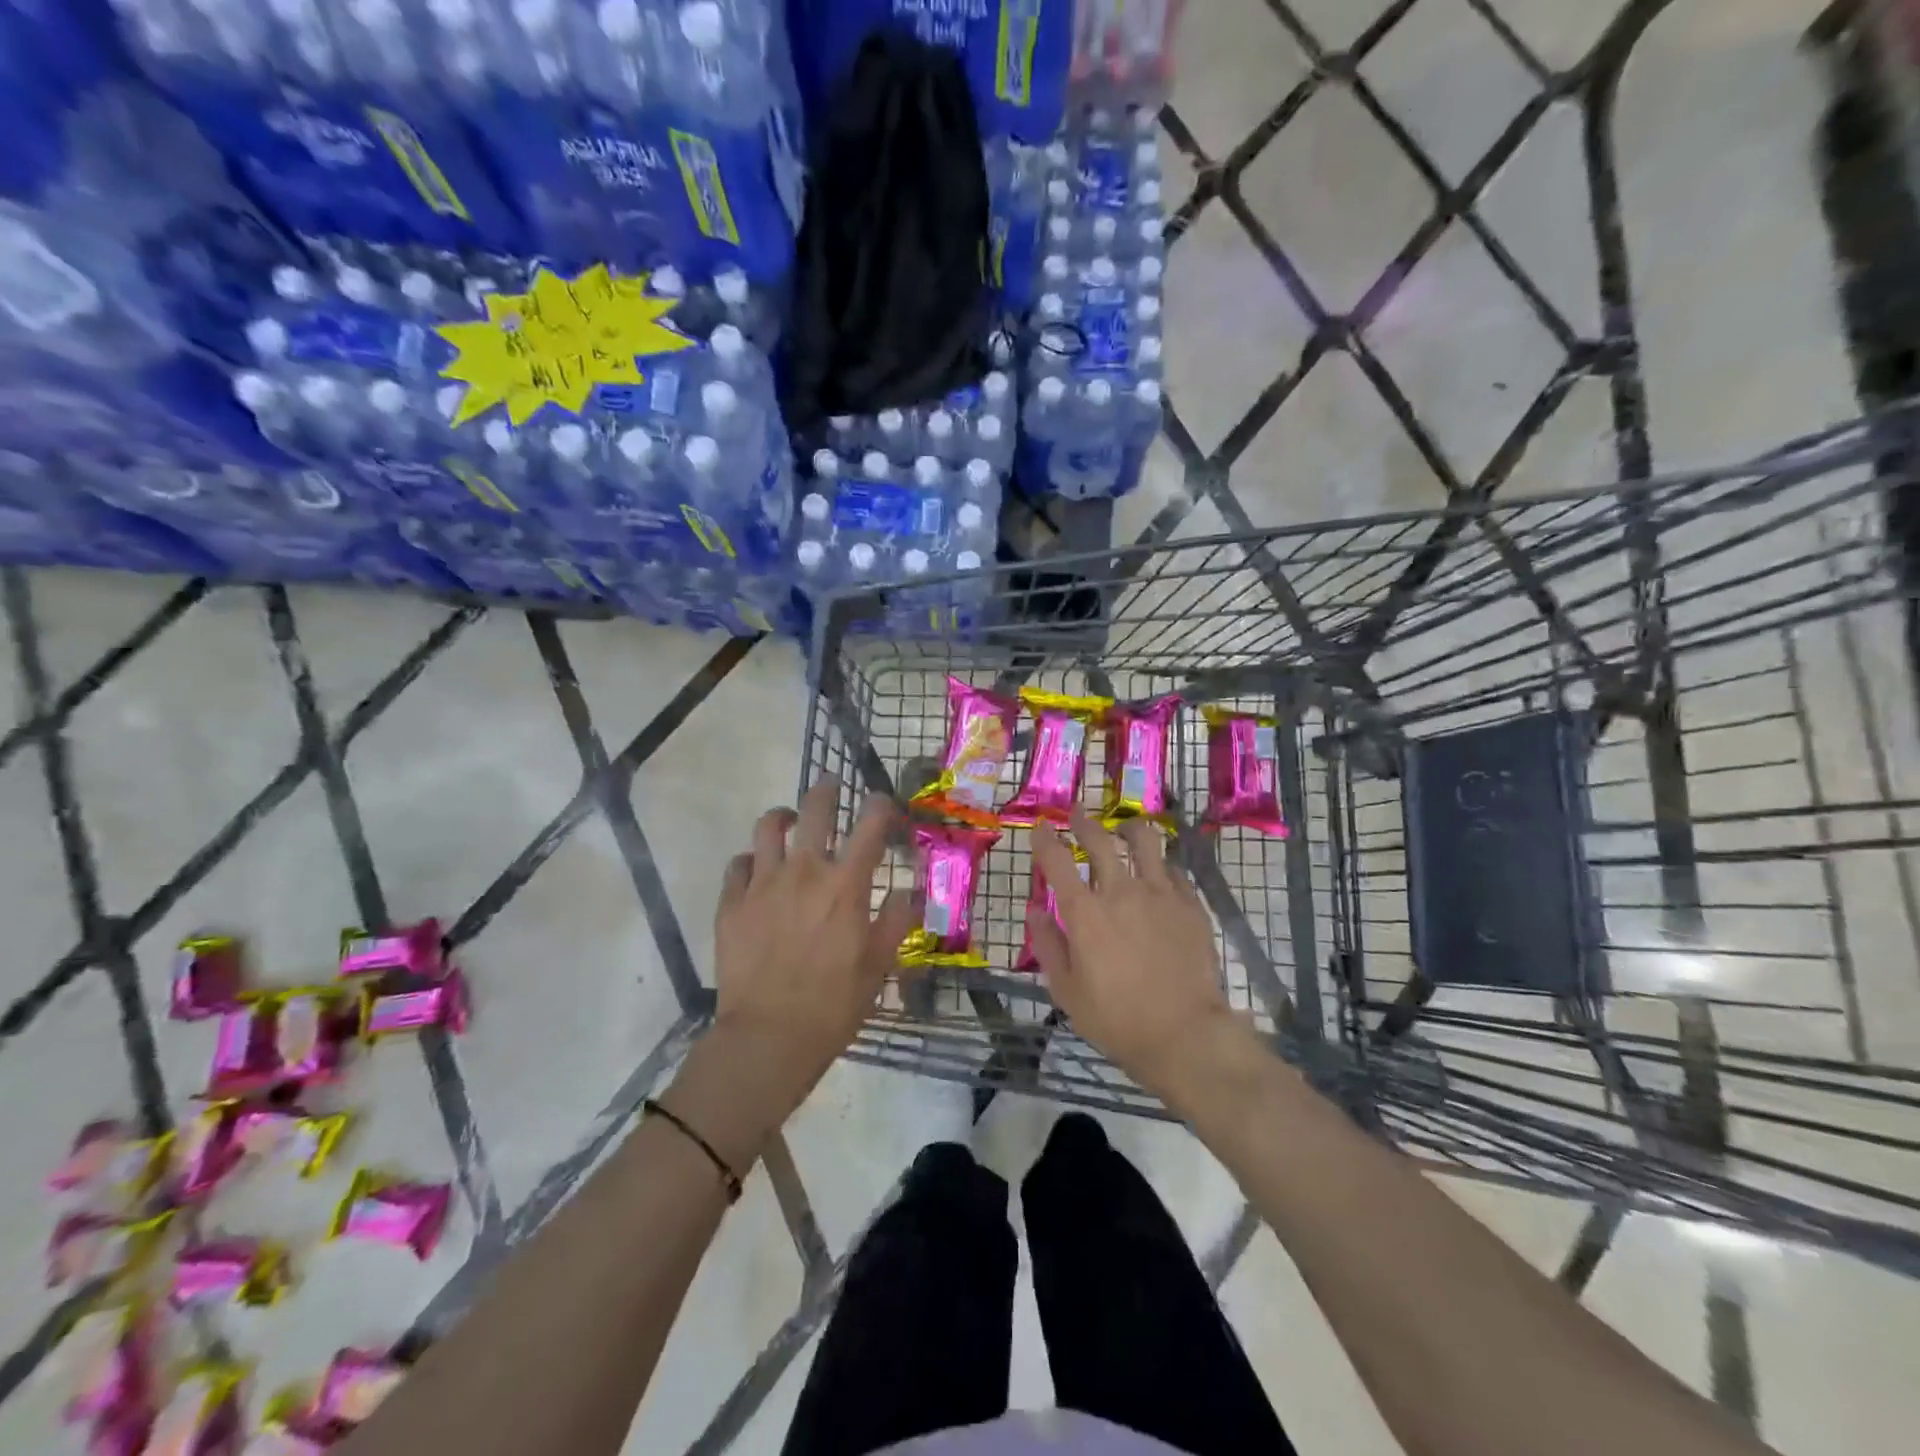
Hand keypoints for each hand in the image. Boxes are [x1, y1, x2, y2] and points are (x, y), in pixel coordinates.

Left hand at [709, 776, 916, 1115]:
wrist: (769, 1037)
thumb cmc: (834, 1003)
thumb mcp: (880, 964)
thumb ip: (897, 918)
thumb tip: (911, 888)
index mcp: (846, 883)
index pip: (871, 822)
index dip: (881, 805)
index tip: (885, 806)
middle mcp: (805, 870)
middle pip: (815, 808)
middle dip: (827, 789)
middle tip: (832, 785)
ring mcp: (762, 883)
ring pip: (768, 826)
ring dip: (783, 817)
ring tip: (790, 822)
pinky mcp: (731, 902)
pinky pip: (738, 863)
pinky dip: (751, 860)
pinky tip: (757, 871)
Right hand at [1026, 811, 1241, 1099]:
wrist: (1185, 1034)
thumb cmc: (1117, 1019)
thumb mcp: (1066, 991)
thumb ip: (1047, 945)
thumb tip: (1035, 911)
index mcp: (1085, 912)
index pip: (1057, 860)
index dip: (1045, 839)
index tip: (1041, 827)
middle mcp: (1121, 891)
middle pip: (1100, 840)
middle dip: (1084, 822)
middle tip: (1078, 815)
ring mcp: (1160, 894)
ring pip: (1144, 841)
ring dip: (1128, 829)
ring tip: (1124, 829)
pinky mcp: (1190, 904)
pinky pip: (1173, 870)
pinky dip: (1160, 865)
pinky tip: (1158, 871)